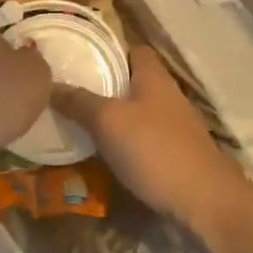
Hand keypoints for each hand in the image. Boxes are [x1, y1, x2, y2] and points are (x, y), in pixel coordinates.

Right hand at [53, 46, 252, 234]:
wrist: (205, 205)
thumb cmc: (156, 150)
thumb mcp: (108, 121)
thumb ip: (79, 101)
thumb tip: (48, 84)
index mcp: (155, 79)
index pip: (134, 49)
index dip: (109, 47)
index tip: (78, 52)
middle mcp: (167, 99)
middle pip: (133, 82)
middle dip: (103, 84)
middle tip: (65, 88)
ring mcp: (174, 131)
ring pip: (136, 114)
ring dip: (111, 117)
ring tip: (74, 120)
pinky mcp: (174, 159)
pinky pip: (141, 143)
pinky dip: (121, 145)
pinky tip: (98, 154)